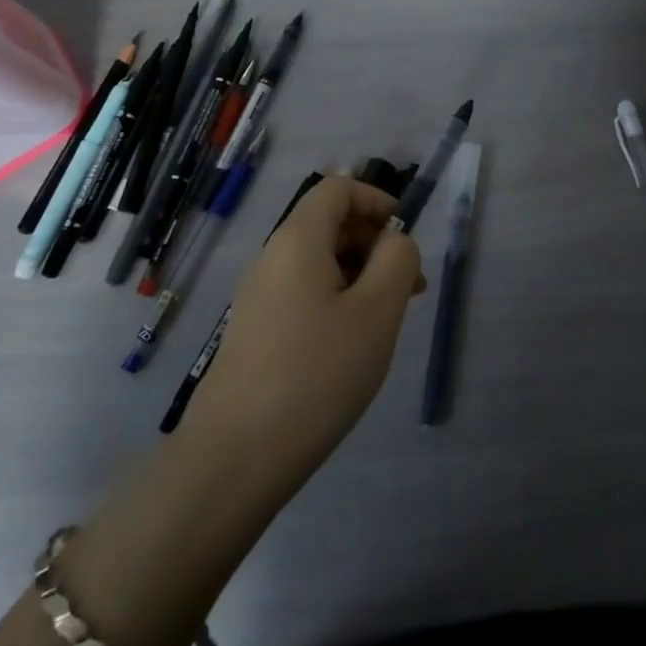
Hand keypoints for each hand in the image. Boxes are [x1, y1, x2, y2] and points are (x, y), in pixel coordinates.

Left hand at [182, 176, 423, 508]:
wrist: (236, 457)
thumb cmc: (316, 373)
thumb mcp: (377, 311)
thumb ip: (397, 260)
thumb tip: (395, 241)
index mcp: (298, 240)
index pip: (337, 188)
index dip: (376, 198)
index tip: (406, 234)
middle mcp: (273, 257)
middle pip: (329, 223)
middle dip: (374, 242)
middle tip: (410, 285)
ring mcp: (260, 296)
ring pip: (319, 261)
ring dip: (360, 274)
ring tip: (389, 317)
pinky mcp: (257, 330)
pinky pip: (305, 293)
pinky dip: (338, 299)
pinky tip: (354, 342)